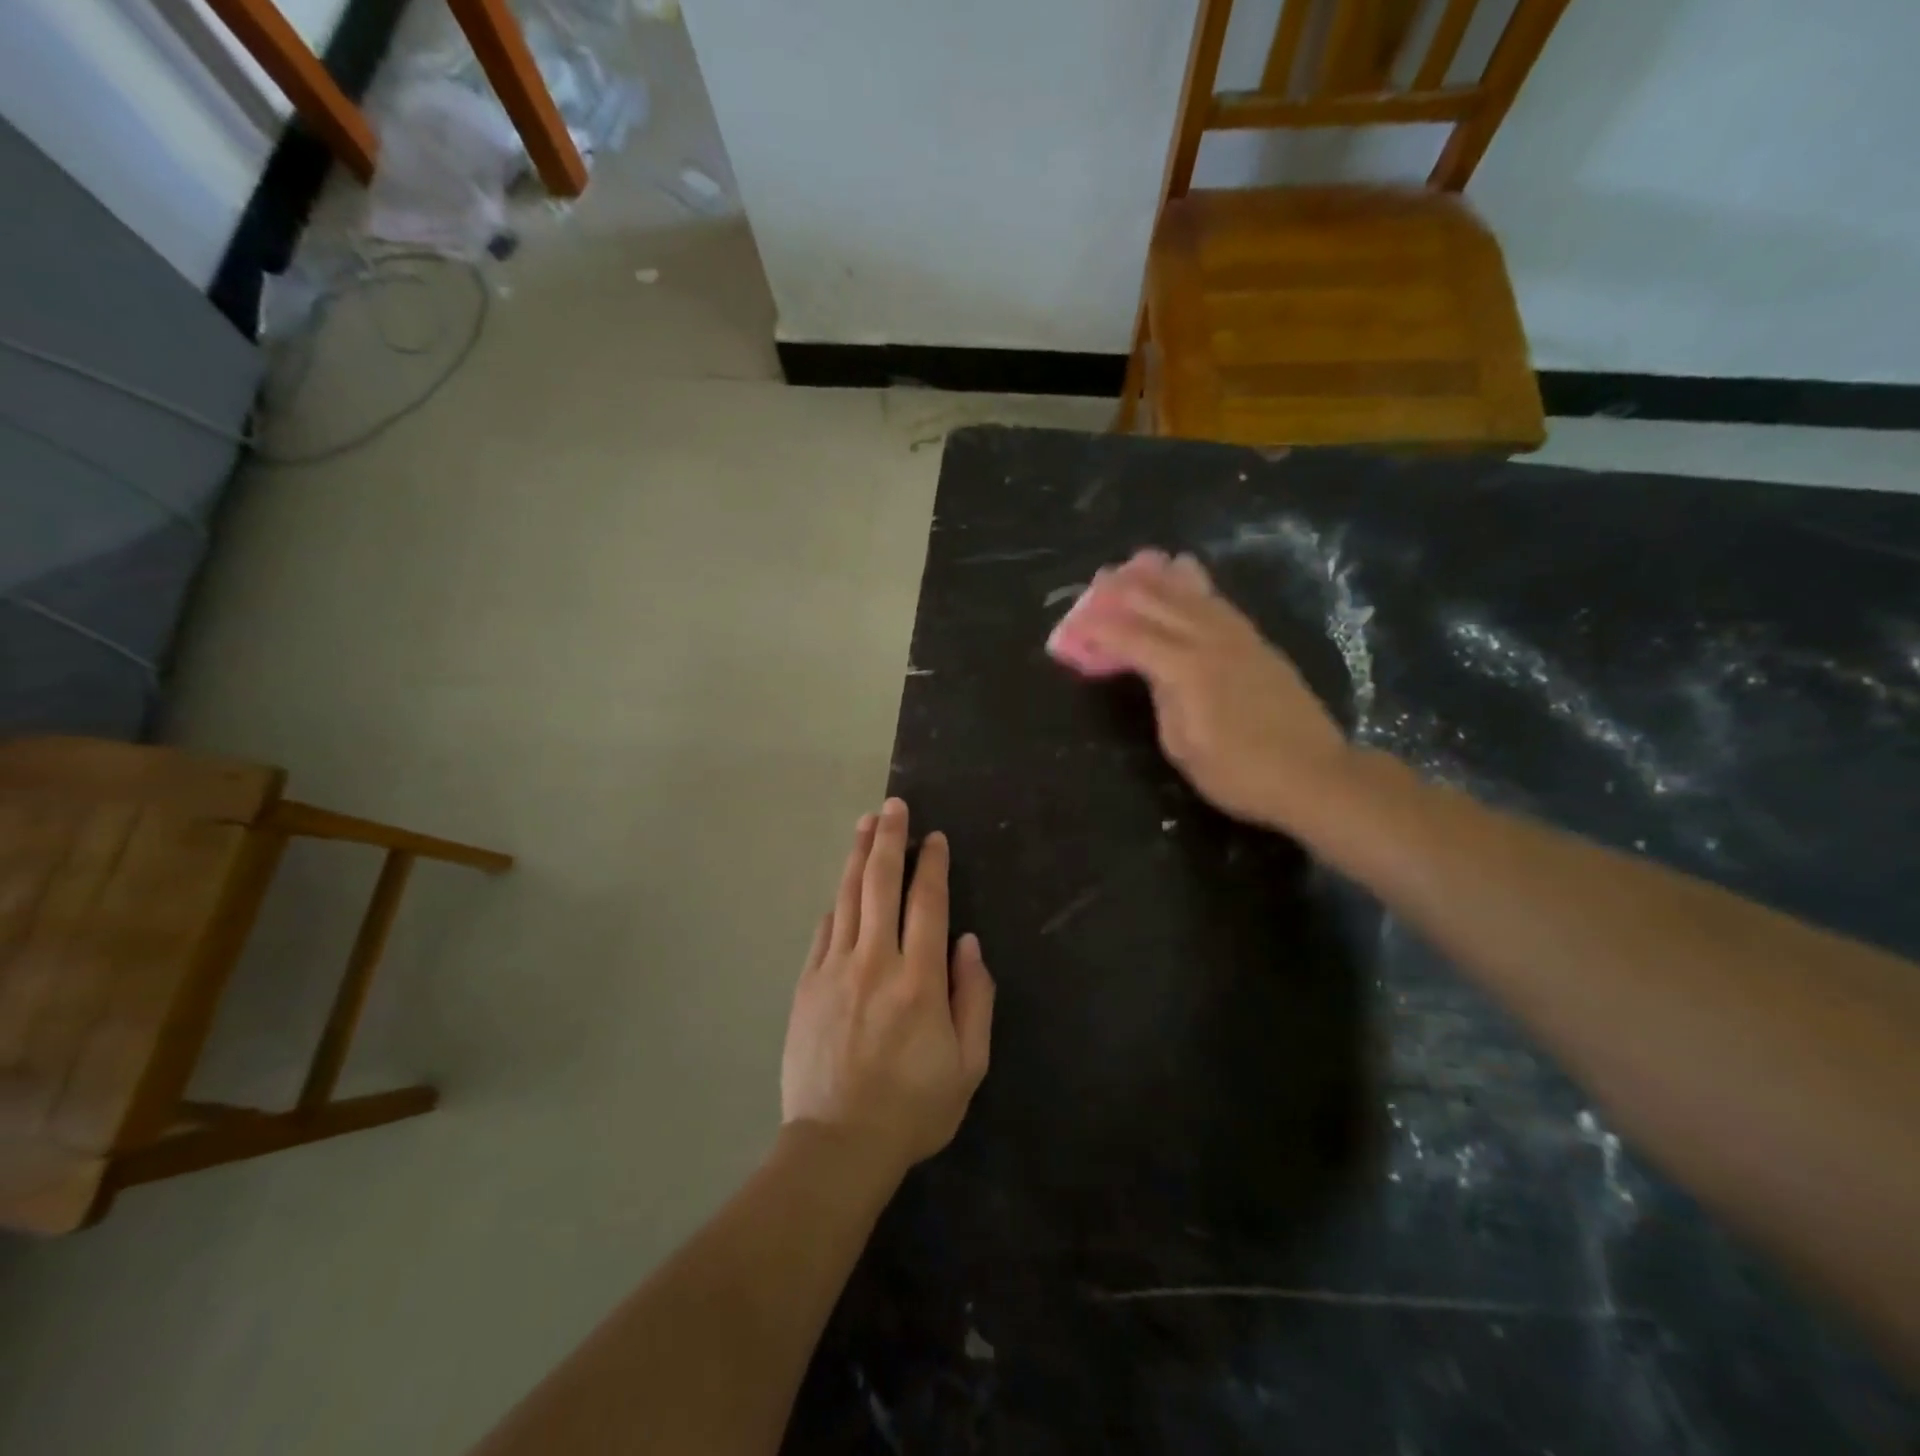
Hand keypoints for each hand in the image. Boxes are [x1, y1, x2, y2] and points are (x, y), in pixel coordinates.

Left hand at [782, 799, 994, 1177]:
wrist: (837, 1144)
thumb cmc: (913, 1108)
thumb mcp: (969, 1065)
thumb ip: (975, 998)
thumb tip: (969, 943)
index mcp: (920, 979)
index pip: (927, 903)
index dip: (932, 865)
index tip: (934, 837)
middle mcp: (876, 961)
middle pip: (881, 884)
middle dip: (890, 839)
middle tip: (893, 806)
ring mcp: (835, 969)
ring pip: (848, 897)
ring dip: (859, 856)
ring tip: (866, 824)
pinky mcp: (807, 984)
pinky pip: (824, 930)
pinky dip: (837, 902)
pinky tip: (843, 887)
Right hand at [1073, 550, 1353, 828]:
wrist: (1314, 775)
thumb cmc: (1240, 773)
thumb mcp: (1184, 748)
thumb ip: (1163, 701)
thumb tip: (1154, 673)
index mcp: (1187, 670)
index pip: (1132, 638)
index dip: (1099, 629)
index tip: (1073, 624)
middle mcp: (1212, 642)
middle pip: (1161, 605)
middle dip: (1126, 591)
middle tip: (1099, 580)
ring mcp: (1240, 639)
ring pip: (1194, 596)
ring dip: (1163, 577)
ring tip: (1141, 560)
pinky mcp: (1259, 644)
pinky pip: (1220, 604)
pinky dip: (1198, 587)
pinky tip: (1189, 579)